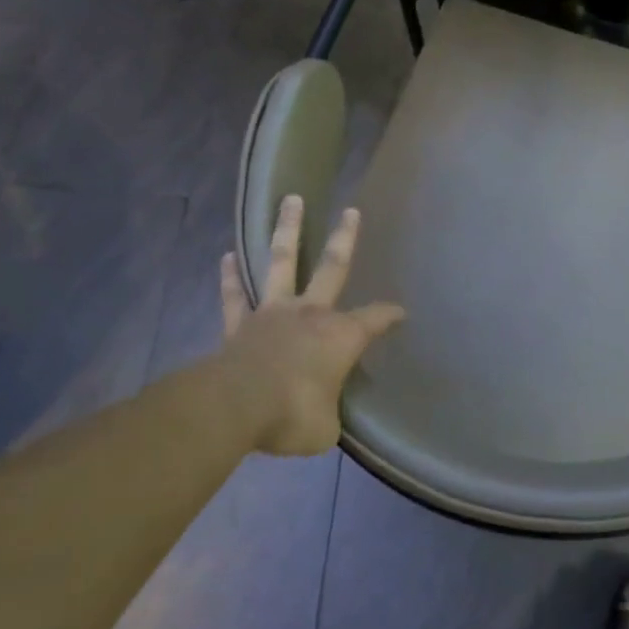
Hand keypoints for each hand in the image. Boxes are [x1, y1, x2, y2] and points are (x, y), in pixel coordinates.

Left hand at [212, 195, 404, 457]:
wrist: (236, 407)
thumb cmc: (292, 415)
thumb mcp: (324, 428)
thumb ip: (327, 413)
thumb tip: (322, 417)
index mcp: (340, 336)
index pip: (375, 319)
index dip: (390, 315)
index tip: (401, 312)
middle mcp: (310, 314)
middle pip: (332, 266)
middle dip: (344, 238)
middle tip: (351, 211)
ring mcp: (272, 313)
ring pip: (282, 262)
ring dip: (287, 230)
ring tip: (290, 200)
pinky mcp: (239, 325)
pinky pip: (235, 296)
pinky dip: (231, 276)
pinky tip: (227, 255)